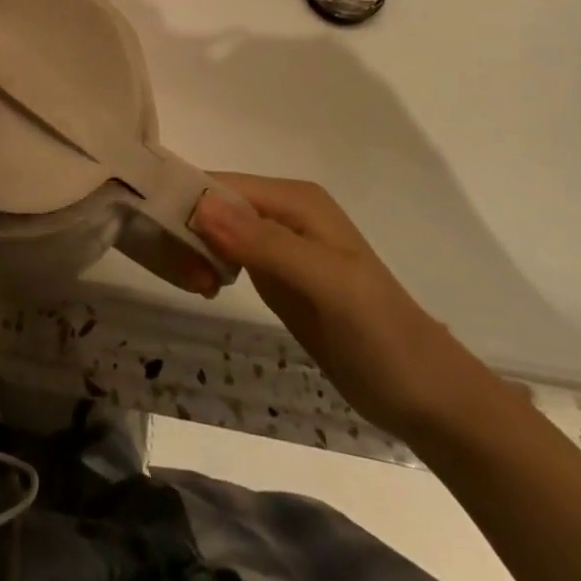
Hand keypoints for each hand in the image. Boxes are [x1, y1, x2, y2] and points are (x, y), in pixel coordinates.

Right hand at [191, 173, 500, 440]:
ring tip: (197, 286)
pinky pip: (224, 255)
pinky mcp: (274, 274)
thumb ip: (265, 244)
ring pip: (213, 230)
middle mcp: (281, 212)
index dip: (185, 203)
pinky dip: (205, 266)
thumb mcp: (325, 283)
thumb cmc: (380, 334)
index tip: (156, 238)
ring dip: (193, 251)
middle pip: (212, 205)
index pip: (220, 184)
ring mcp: (277, 244)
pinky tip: (204, 288)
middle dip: (187, 231)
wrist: (424, 396)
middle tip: (186, 275)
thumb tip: (201, 206)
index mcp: (294, 199)